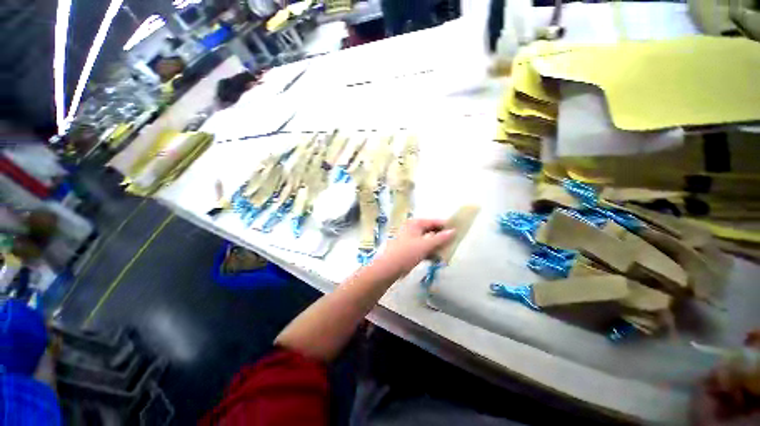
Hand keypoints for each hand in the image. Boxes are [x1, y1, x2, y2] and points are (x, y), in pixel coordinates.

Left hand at [372, 219, 455, 279]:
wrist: (388, 268)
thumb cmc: (407, 253)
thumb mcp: (425, 245)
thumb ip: (440, 238)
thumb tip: (453, 231)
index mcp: (415, 223)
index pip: (434, 222)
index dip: (446, 226)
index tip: (458, 232)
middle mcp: (413, 228)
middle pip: (431, 231)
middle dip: (442, 238)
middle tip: (454, 244)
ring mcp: (410, 239)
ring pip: (427, 240)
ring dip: (437, 247)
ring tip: (447, 253)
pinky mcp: (409, 249)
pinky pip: (423, 248)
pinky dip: (429, 252)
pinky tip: (437, 259)